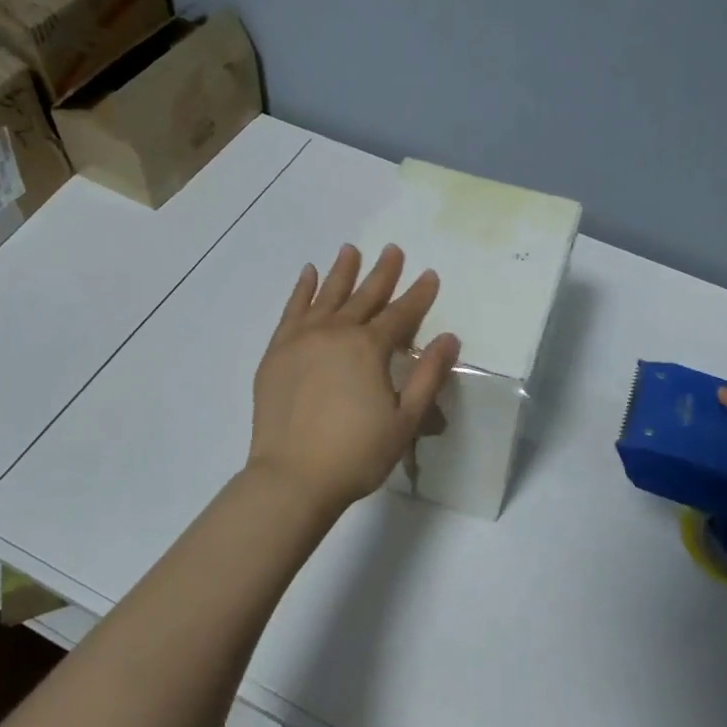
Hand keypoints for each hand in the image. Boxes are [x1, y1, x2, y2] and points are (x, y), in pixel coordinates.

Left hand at [248, 244, 459, 518]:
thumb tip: (449, 338)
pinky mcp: (276, 353)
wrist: (292, 478)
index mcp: (368, 348)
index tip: (430, 275)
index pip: (401, 314)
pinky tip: (307, 275)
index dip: (419, 295)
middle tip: (393, 249)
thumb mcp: (405, 420)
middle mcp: (335, 333)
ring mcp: (301, 340)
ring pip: (326, 296)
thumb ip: (428, 375)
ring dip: (341, 272)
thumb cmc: (356, 454)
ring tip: (350, 250)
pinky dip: (301, 290)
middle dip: (382, 273)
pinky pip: (291, 311)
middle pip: (364, 296)